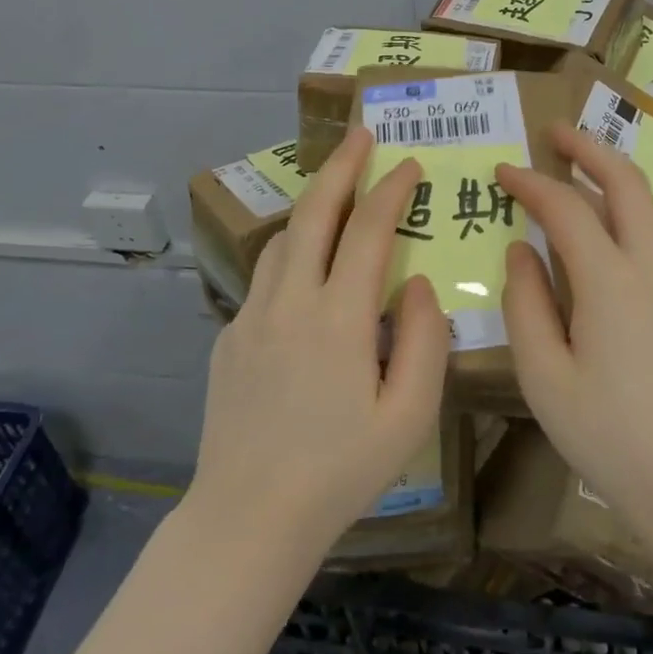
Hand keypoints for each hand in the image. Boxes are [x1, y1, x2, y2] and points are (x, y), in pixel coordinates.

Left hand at [187, 126, 449, 554]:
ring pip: (284, 238)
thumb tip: (416, 283)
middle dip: (341, 166)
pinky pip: (266, 277)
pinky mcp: (229, 336)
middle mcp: (290, 301)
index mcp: (338, 317)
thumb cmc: (340, 472)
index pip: (369, 230)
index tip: (409, 163)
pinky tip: (306, 275)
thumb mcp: (408, 415)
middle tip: (362, 134)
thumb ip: (423, 339)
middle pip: (316, 212)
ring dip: (313, 207)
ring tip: (337, 196)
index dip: (392, 189)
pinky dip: (293, 254)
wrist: (247, 518)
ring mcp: (251, 316)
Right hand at [497, 124, 652, 546]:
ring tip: (573, 170)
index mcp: (609, 281)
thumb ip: (526, 305)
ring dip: (609, 177)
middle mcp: (648, 268)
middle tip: (554, 132)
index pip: (564, 208)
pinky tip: (597, 236)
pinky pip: (648, 239)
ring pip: (643, 208)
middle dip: (588, 148)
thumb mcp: (546, 378)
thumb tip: (521, 251)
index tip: (501, 170)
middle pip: (624, 183)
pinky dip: (620, 214)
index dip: (530, 183)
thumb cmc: (612, 438)